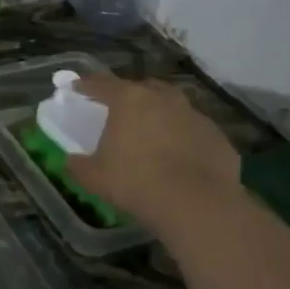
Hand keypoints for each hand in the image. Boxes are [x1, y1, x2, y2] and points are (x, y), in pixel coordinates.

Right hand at [66, 75, 241, 232]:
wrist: (196, 204)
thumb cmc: (136, 182)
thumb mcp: (95, 177)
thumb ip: (79, 165)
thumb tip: (71, 161)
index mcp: (130, 100)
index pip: (102, 84)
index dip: (87, 85)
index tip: (77, 87)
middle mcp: (164, 99)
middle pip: (143, 88)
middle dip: (130, 96)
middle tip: (120, 111)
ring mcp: (195, 115)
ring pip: (173, 107)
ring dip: (161, 115)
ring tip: (153, 133)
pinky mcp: (218, 137)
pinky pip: (194, 132)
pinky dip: (185, 138)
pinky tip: (180, 158)